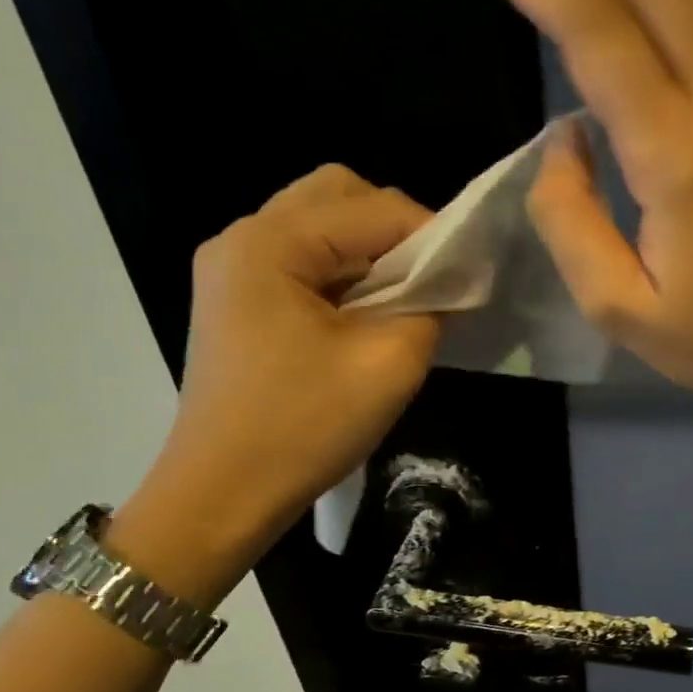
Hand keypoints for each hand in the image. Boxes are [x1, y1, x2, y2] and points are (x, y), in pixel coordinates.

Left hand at [115, 167, 438, 598]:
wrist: (222, 495)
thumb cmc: (304, 428)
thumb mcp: (389, 365)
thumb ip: (431, 307)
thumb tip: (449, 284)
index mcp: (271, 243)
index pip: (373, 207)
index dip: (433, 233)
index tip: (470, 273)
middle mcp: (242, 239)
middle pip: (336, 195)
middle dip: (393, 229)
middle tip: (429, 281)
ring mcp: (231, 269)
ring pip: (317, 225)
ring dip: (367, 252)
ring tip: (400, 301)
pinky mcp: (234, 301)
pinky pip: (299, 261)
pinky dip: (340, 274)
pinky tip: (362, 316)